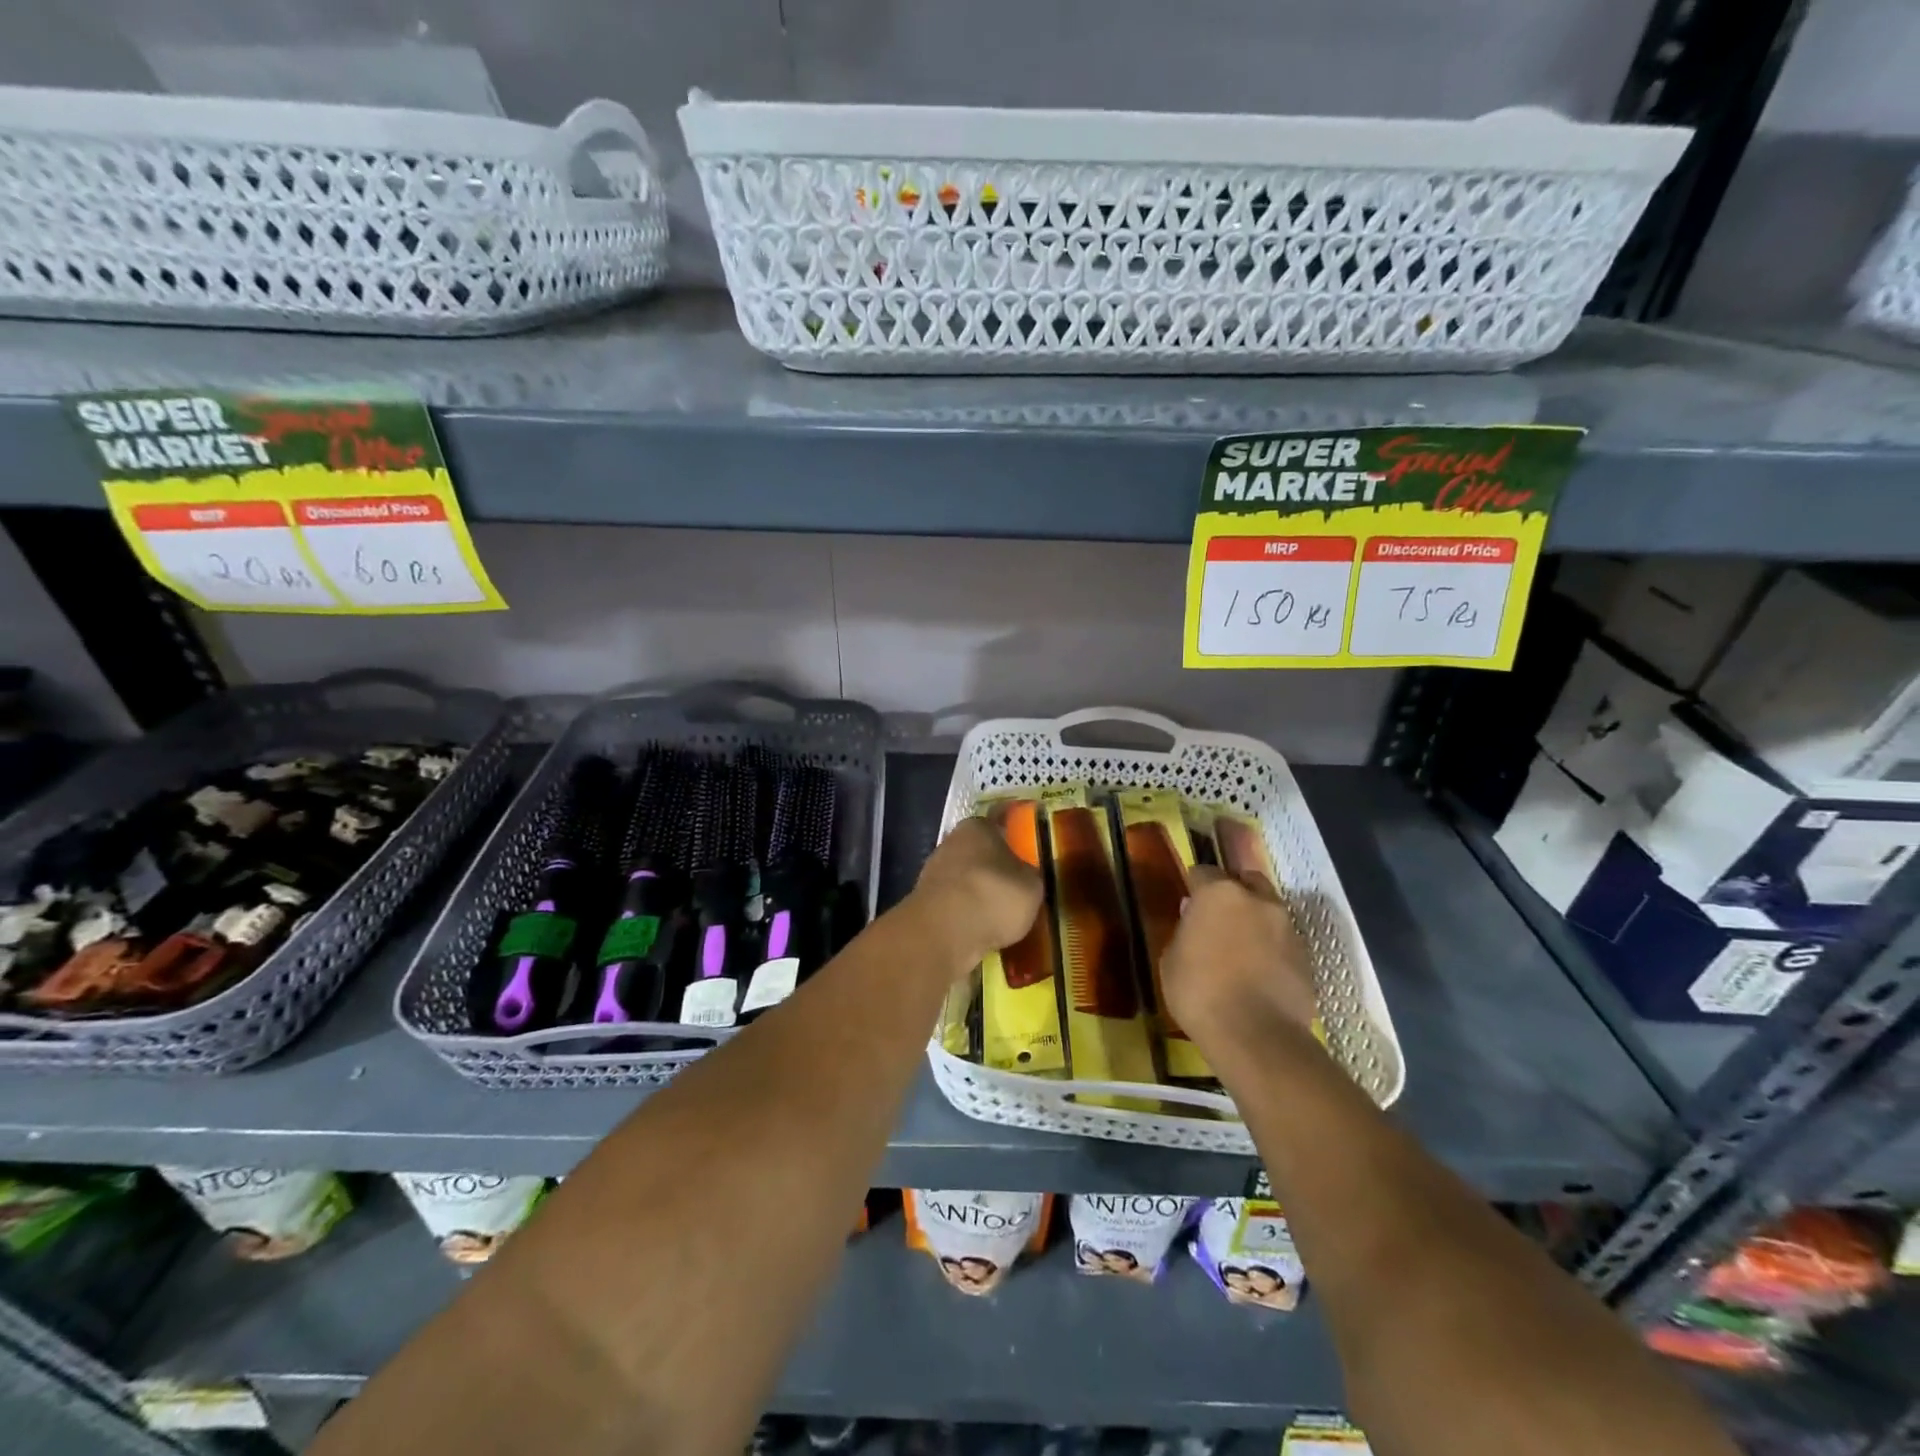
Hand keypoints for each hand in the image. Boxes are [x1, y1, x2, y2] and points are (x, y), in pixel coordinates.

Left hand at [910, 817, 1043, 973]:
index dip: (1013, 837)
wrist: (943, 932)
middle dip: (994, 866)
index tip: (1025, 850)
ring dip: (977, 892)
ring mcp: (932, 872)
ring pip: (964, 878)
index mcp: (978, 827)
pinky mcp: (923, 902)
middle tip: (1015, 886)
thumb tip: (1025, 875)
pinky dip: (965, 913)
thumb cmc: (993, 895)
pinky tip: (980, 929)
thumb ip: (1029, 875)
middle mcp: (951, 842)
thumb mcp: (1032, 886)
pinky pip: (953, 904)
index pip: (999, 823)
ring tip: (999, 914)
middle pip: (978, 851)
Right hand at [1161, 865, 1318, 1052]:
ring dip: (1255, 920)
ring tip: (1241, 948)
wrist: (1256, 1036)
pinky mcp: (1307, 957)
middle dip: (1233, 892)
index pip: (1203, 871)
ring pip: (1269, 910)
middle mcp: (1258, 900)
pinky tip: (1259, 971)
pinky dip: (1271, 947)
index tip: (1188, 902)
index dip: (1194, 885)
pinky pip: (1283, 940)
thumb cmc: (1200, 992)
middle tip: (1218, 918)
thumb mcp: (1171, 959)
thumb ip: (1185, 929)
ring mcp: (1287, 927)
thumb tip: (1194, 915)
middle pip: (1246, 880)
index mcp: (1219, 893)